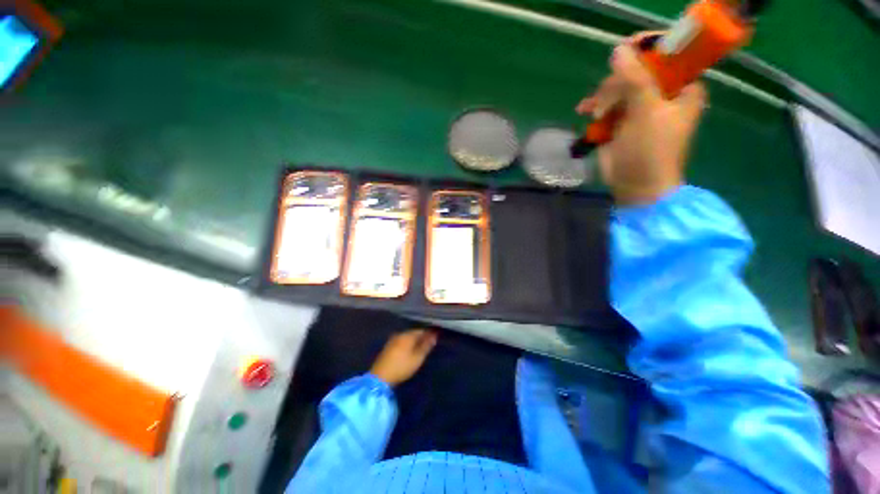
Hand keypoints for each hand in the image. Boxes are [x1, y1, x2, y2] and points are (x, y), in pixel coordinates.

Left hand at [370, 329, 437, 386]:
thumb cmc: (401, 367)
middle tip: (429, 342)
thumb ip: (426, 346)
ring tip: (420, 347)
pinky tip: (409, 350)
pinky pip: (401, 341)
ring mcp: (392, 339)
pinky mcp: (388, 346)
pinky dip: (407, 344)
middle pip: (413, 332)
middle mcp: (400, 334)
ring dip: (414, 340)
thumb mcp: (417, 358)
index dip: (429, 333)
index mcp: (408, 335)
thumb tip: (434, 336)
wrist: (380, 377)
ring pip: (407, 336)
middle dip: (421, 336)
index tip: (435, 337)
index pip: (421, 330)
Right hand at [576, 33, 706, 205]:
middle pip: (637, 70)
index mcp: (682, 86)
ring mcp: (640, 108)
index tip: (624, 53)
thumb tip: (618, 49)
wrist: (636, 186)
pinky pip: (607, 104)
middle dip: (617, 83)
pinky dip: (595, 107)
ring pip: (618, 87)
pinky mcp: (621, 121)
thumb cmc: (651, 150)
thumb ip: (635, 79)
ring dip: (603, 97)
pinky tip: (584, 111)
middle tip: (607, 102)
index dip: (646, 49)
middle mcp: (663, 93)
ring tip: (594, 113)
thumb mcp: (647, 112)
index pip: (667, 54)